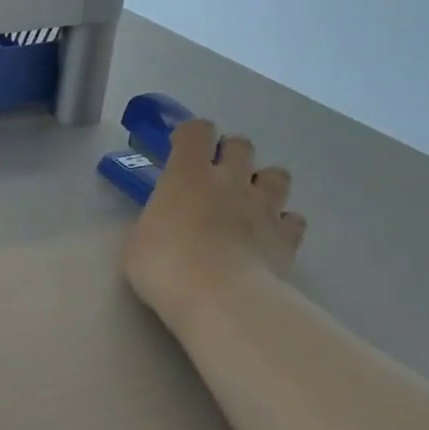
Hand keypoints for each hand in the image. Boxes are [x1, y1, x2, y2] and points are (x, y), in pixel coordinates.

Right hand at [121, 119, 307, 327]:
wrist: (219, 298)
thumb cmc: (164, 267)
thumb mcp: (136, 244)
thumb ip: (152, 224)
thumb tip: (160, 225)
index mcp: (188, 175)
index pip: (196, 131)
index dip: (190, 136)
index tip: (181, 149)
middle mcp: (231, 180)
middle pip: (241, 145)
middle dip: (230, 156)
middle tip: (215, 179)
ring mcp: (264, 207)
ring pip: (277, 175)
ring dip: (263, 184)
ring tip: (249, 205)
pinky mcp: (287, 236)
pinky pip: (292, 219)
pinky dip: (282, 225)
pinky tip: (268, 239)